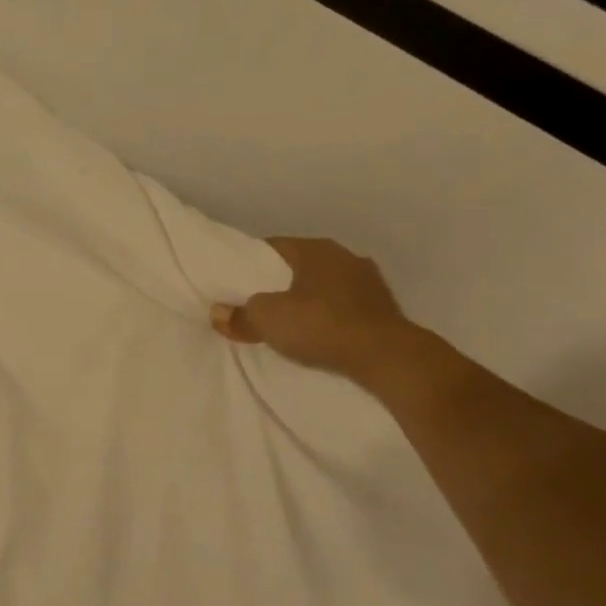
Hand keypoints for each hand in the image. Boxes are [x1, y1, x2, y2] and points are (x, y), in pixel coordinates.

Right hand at [210, 237, 423, 389]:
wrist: (387, 357)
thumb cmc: (321, 326)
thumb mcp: (267, 320)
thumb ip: (239, 316)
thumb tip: (217, 314)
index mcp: (315, 249)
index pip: (272, 247)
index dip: (250, 264)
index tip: (235, 283)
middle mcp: (344, 256)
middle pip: (299, 266)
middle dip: (278, 283)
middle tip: (257, 304)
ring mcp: (369, 281)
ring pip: (324, 285)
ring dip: (307, 299)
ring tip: (288, 321)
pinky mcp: (383, 308)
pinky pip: (344, 306)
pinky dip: (329, 315)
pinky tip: (319, 333)